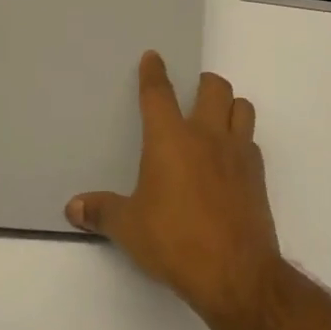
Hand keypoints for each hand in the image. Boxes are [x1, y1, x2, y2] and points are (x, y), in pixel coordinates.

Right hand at [67, 52, 283, 326]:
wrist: (235, 272)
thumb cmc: (174, 241)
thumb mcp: (129, 228)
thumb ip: (101, 212)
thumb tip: (73, 208)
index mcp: (170, 139)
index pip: (159, 94)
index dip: (154, 73)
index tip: (154, 57)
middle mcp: (207, 135)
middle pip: (213, 87)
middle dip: (203, 83)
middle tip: (193, 92)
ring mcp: (237, 152)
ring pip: (241, 107)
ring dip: (229, 106)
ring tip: (216, 119)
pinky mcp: (257, 174)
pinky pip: (251, 141)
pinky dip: (241, 140)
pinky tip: (230, 160)